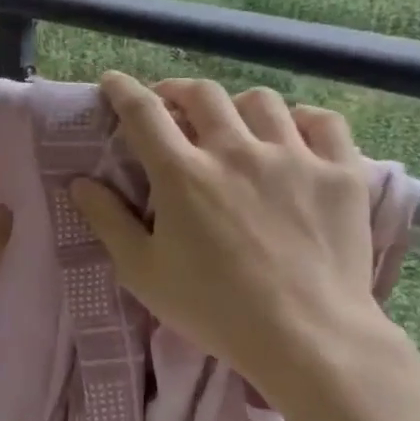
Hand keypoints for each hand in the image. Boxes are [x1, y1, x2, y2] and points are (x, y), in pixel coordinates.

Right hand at [69, 73, 390, 403]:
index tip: (113, 82)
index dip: (123, 90)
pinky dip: (302, 120)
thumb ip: (107, 221)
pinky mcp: (339, 173)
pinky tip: (292, 134)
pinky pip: (323, 122)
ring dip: (236, 104)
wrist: (308, 338)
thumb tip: (80, 182)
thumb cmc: (215, 309)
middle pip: (202, 94)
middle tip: (170, 104)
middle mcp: (235, 151)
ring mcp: (293, 157)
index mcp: (182, 174)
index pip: (143, 112)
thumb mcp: (143, 272)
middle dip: (177, 90)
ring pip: (261, 101)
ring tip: (232, 122)